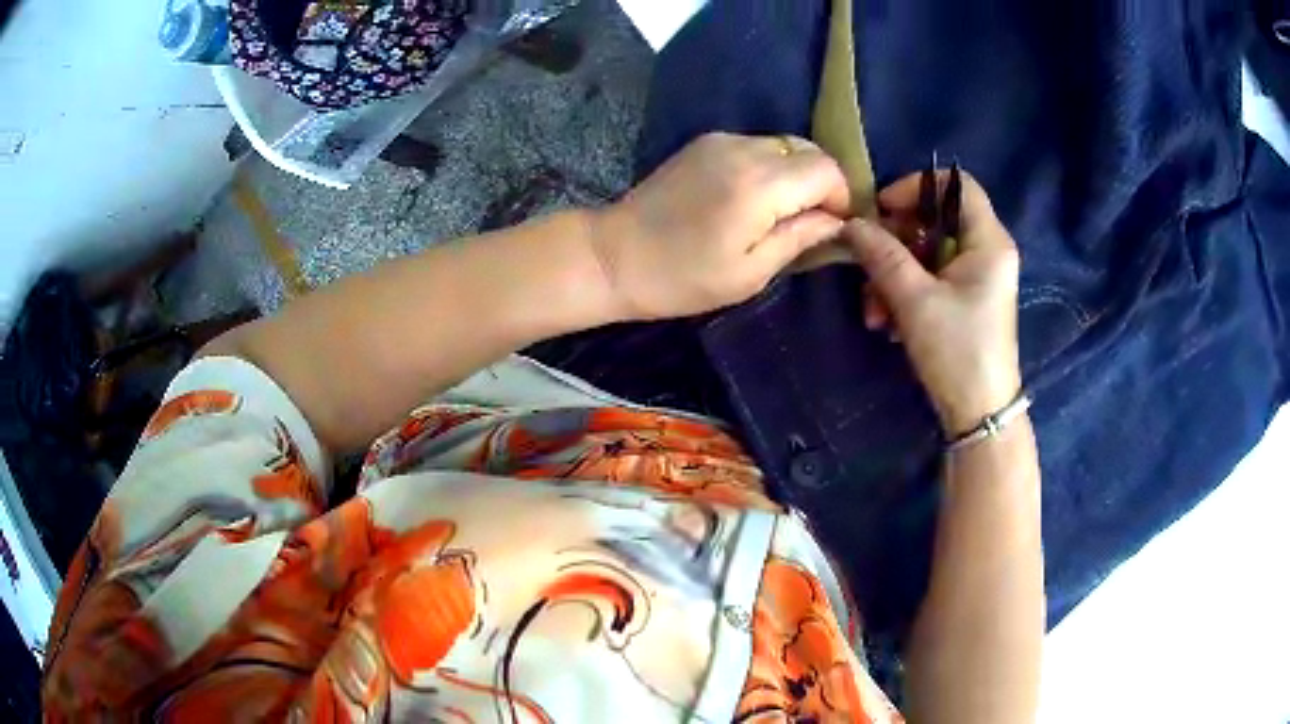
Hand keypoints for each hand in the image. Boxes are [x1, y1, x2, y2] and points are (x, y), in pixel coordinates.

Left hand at [591, 132, 850, 319]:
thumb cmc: (683, 277)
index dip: (840, 197)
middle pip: (809, 150)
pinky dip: (769, 167)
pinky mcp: (704, 142)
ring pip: (784, 145)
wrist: (614, 255)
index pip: (827, 169)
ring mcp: (721, 140)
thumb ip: (800, 238)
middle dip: (821, 184)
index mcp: (760, 184)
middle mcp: (744, 149)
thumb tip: (837, 221)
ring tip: (780, 212)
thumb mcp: (751, 272)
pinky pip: (756, 146)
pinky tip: (752, 198)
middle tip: (809, 221)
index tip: (831, 227)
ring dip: (795, 175)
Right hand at [843, 171, 1022, 435]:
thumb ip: (882, 254)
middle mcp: (987, 252)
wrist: (979, 414)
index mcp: (988, 241)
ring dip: (892, 277)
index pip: (956, 184)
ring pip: (927, 255)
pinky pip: (931, 280)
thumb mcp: (914, 299)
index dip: (916, 187)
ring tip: (873, 312)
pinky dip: (905, 295)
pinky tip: (888, 325)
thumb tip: (850, 223)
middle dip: (894, 244)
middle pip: (934, 221)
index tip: (882, 210)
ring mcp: (977, 279)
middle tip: (866, 263)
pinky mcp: (966, 302)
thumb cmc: (957, 351)